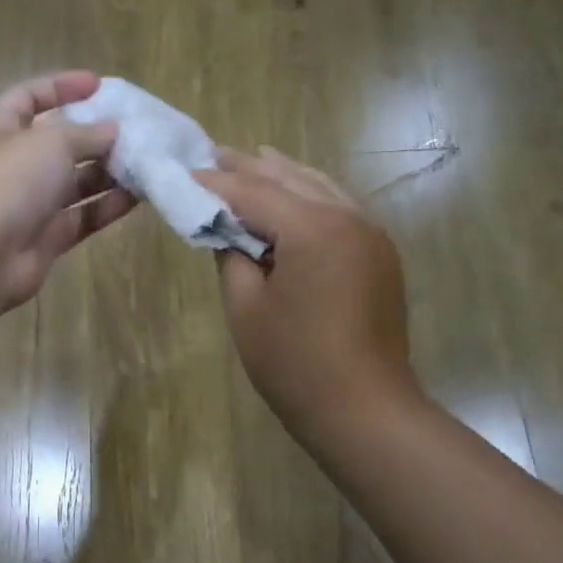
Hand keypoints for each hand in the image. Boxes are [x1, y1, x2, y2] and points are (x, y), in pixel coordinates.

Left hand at [0, 71, 136, 311]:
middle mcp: (16, 165)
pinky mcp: (49, 238)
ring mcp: (32, 204)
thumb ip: (86, 133)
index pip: (29, 98)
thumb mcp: (51, 142)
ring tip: (145, 161)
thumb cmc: (10, 181)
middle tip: (134, 130)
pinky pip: (84, 216)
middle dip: (95, 135)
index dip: (61, 87)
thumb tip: (112, 131)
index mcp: (2, 129)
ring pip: (76, 183)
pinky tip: (139, 195)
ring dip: (109, 172)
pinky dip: (108, 206)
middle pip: (59, 143)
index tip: (98, 85)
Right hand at [197, 147, 415, 431]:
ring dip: (283, 174)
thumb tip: (226, 231)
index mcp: (313, 228)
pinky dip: (310, 196)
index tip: (183, 172)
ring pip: (320, 187)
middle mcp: (347, 216)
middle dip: (249, 167)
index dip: (214, 183)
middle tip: (213, 154)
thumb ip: (231, 257)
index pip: (252, 192)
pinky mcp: (379, 253)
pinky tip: (294, 195)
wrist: (364, 408)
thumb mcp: (246, 308)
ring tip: (252, 159)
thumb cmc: (294, 364)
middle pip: (289, 179)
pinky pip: (339, 207)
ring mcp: (370, 233)